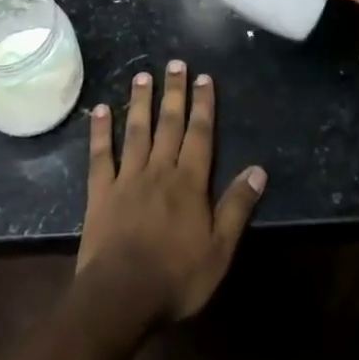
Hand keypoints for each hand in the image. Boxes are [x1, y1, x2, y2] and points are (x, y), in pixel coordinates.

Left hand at [78, 61, 266, 322]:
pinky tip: (100, 110)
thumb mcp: (220, 250)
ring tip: (142, 75)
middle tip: (175, 63)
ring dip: (140, 102)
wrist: (121, 296)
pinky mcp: (101, 192)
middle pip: (168, 124)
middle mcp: (159, 170)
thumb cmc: (176, 277)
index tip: (204, 78)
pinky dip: (100, 132)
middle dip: (174, 92)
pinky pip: (100, 155)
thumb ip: (237, 207)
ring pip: (136, 131)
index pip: (200, 135)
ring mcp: (127, 178)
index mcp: (189, 183)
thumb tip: (258, 170)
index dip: (203, 105)